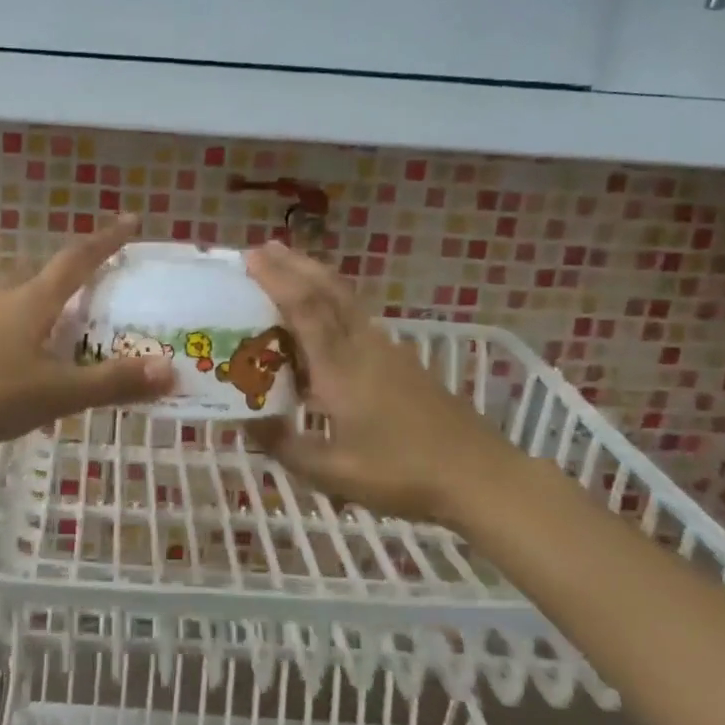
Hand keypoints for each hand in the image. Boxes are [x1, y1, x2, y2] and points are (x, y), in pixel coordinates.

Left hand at [0, 216, 174, 458]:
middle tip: (92, 292)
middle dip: (69, 277)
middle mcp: (0, 296)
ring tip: (57, 329)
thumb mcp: (55, 394)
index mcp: (31, 300)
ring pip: (14, 298)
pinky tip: (14, 359)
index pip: (77, 259)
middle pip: (41, 275)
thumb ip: (111, 382)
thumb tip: (172, 368)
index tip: (131, 220)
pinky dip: (15, 328)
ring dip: (39, 304)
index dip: (107, 240)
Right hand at [244, 241, 523, 524]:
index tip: (250, 256)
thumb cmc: (402, 473)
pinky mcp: (401, 362)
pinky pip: (357, 318)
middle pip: (328, 290)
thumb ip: (284, 444)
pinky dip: (332, 303)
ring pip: (346, 300)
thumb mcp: (332, 472)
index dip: (277, 279)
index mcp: (341, 368)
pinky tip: (323, 321)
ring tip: (288, 270)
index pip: (305, 309)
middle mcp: (363, 347)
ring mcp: (387, 351)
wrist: (479, 476)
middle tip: (262, 248)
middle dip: (295, 264)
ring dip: (315, 279)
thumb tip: (245, 420)